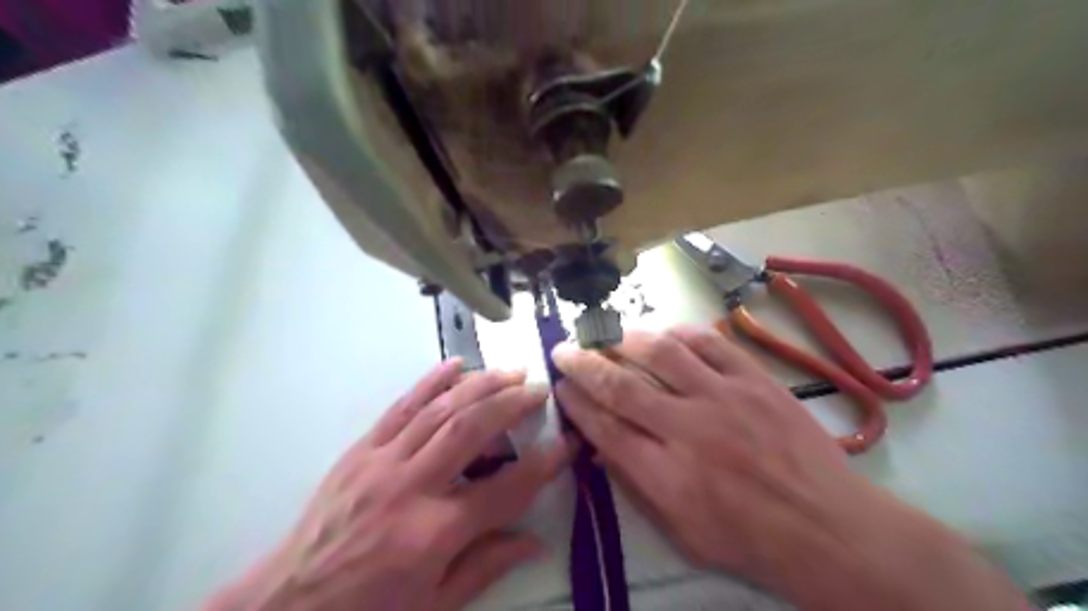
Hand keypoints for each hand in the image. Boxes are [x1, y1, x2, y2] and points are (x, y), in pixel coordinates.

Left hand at [207, 363, 571, 609]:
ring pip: (440, 410)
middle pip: (471, 430)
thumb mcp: (434, 605)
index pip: (505, 489)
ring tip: (510, 372)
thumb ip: (487, 566)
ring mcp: (382, 462)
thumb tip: (535, 540)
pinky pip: (400, 407)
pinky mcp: (361, 450)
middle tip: (539, 390)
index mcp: (434, 534)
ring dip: (480, 385)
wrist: (285, 606)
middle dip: (512, 404)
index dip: (543, 465)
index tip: (567, 443)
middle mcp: (411, 488)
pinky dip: (430, 381)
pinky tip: (455, 364)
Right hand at [553, 330, 1031, 610]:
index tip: (560, 386)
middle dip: (583, 364)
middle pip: (620, 385)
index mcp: (666, 476)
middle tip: (564, 351)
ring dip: (624, 339)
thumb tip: (604, 445)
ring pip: (661, 353)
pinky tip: (663, 333)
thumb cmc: (750, 541)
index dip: (575, 402)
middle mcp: (688, 430)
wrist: (829, 529)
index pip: (604, 427)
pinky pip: (710, 342)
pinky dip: (680, 333)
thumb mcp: (681, 533)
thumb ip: (637, 486)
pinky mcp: (755, 380)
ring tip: (607, 335)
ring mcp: (724, 398)